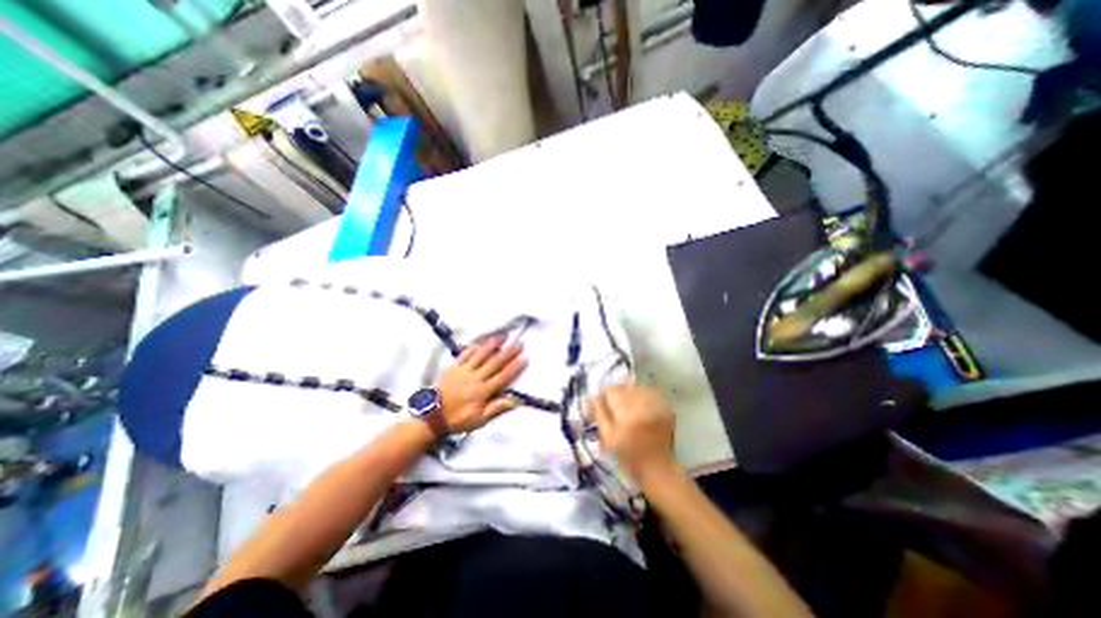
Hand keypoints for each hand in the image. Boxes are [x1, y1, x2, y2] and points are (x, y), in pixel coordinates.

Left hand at [436, 336, 526, 430]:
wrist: (432, 415)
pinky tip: (481, 342)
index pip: (503, 377)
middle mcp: (475, 378)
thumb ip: (497, 408)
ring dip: (493, 344)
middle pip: (495, 363)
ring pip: (481, 354)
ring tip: (503, 336)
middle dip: (509, 352)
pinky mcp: (453, 367)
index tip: (525, 358)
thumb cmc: (458, 418)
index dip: (515, 367)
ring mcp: (463, 371)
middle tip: (519, 344)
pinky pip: (465, 354)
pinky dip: (474, 347)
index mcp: (482, 391)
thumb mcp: (479, 420)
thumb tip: (516, 401)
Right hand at [590, 385, 676, 479]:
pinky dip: (643, 395)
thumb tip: (590, 395)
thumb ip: (599, 413)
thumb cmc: (628, 455)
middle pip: (625, 385)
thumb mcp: (608, 437)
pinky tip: (641, 406)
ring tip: (629, 406)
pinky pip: (650, 392)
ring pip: (637, 387)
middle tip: (616, 406)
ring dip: (630, 392)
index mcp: (626, 413)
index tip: (604, 403)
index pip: (611, 390)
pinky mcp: (666, 407)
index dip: (605, 394)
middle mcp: (642, 405)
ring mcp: (657, 405)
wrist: (657, 468)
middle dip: (618, 392)